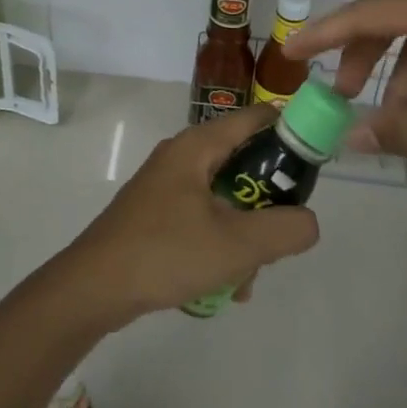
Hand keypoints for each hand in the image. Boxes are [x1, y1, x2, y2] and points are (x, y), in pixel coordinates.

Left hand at [60, 105, 320, 326]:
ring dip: (244, 236)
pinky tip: (224, 287)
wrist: (93, 289)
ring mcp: (166, 186)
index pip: (256, 118)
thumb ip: (285, 230)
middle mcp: (182, 157)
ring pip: (226, 199)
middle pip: (244, 163)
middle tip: (279, 237)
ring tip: (246, 279)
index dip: (291, 133)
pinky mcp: (157, 215)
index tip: (314, 165)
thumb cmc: (165, 253)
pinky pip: (204, 220)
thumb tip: (309, 221)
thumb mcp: (237, 244)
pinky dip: (220, 246)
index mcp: (198, 146)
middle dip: (268, 204)